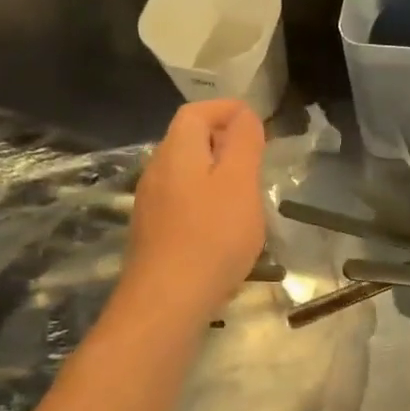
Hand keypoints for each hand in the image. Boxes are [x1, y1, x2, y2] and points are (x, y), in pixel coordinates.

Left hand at [117, 100, 266, 324]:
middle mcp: (157, 172)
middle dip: (223, 139)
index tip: (258, 121)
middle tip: (258, 154)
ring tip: (247, 189)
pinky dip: (206, 198)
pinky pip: (182, 200)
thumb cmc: (212, 236)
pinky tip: (225, 224)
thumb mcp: (239, 183)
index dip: (226, 109)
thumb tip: (244, 115)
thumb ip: (243, 143)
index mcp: (177, 152)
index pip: (196, 112)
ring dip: (216, 171)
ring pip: (185, 173)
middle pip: (188, 140)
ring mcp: (151, 204)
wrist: (168, 301)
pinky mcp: (154, 233)